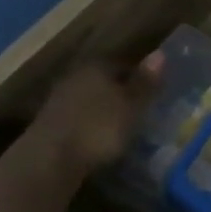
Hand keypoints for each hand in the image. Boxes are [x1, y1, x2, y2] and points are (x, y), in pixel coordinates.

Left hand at [27, 53, 162, 176]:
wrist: (50, 158)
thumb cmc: (98, 128)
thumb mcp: (132, 106)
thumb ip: (145, 83)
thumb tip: (161, 53)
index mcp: (97, 67)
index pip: (123, 64)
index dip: (139, 77)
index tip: (152, 93)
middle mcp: (76, 76)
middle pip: (104, 80)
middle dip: (120, 93)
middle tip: (139, 110)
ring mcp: (59, 100)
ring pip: (90, 98)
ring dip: (103, 110)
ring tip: (122, 127)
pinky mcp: (50, 123)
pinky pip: (78, 118)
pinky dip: (90, 125)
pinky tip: (100, 139)